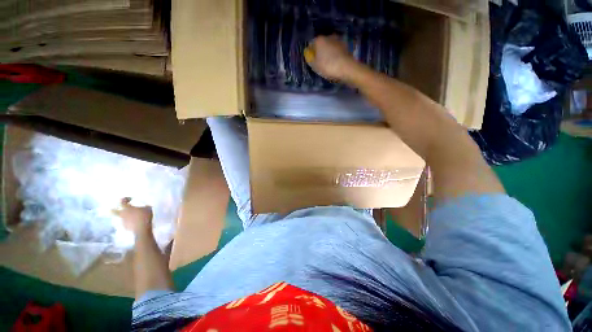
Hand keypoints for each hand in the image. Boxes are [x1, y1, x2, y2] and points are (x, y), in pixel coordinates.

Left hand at [113, 197, 152, 235]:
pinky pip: (125, 223)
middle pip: (113, 211)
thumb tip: (144, 206)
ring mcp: (122, 221)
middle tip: (114, 208)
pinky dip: (129, 222)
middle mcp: (122, 214)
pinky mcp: (124, 227)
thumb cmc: (145, 216)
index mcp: (127, 208)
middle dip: (113, 209)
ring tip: (131, 217)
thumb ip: (144, 206)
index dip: (125, 199)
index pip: (122, 201)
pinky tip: (134, 223)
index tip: (130, 199)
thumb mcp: (148, 208)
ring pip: (120, 217)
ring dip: (124, 216)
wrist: (142, 228)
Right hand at [305, 35, 356, 81]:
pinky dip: (335, 55)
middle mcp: (328, 37)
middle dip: (320, 52)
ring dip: (328, 53)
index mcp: (319, 40)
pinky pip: (337, 51)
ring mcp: (338, 41)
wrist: (346, 68)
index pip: (311, 44)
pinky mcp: (346, 46)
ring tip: (329, 64)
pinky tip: (336, 63)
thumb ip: (310, 59)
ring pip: (330, 47)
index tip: (312, 61)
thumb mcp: (314, 66)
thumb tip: (309, 55)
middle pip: (321, 44)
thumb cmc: (328, 66)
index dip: (311, 53)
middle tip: (320, 63)